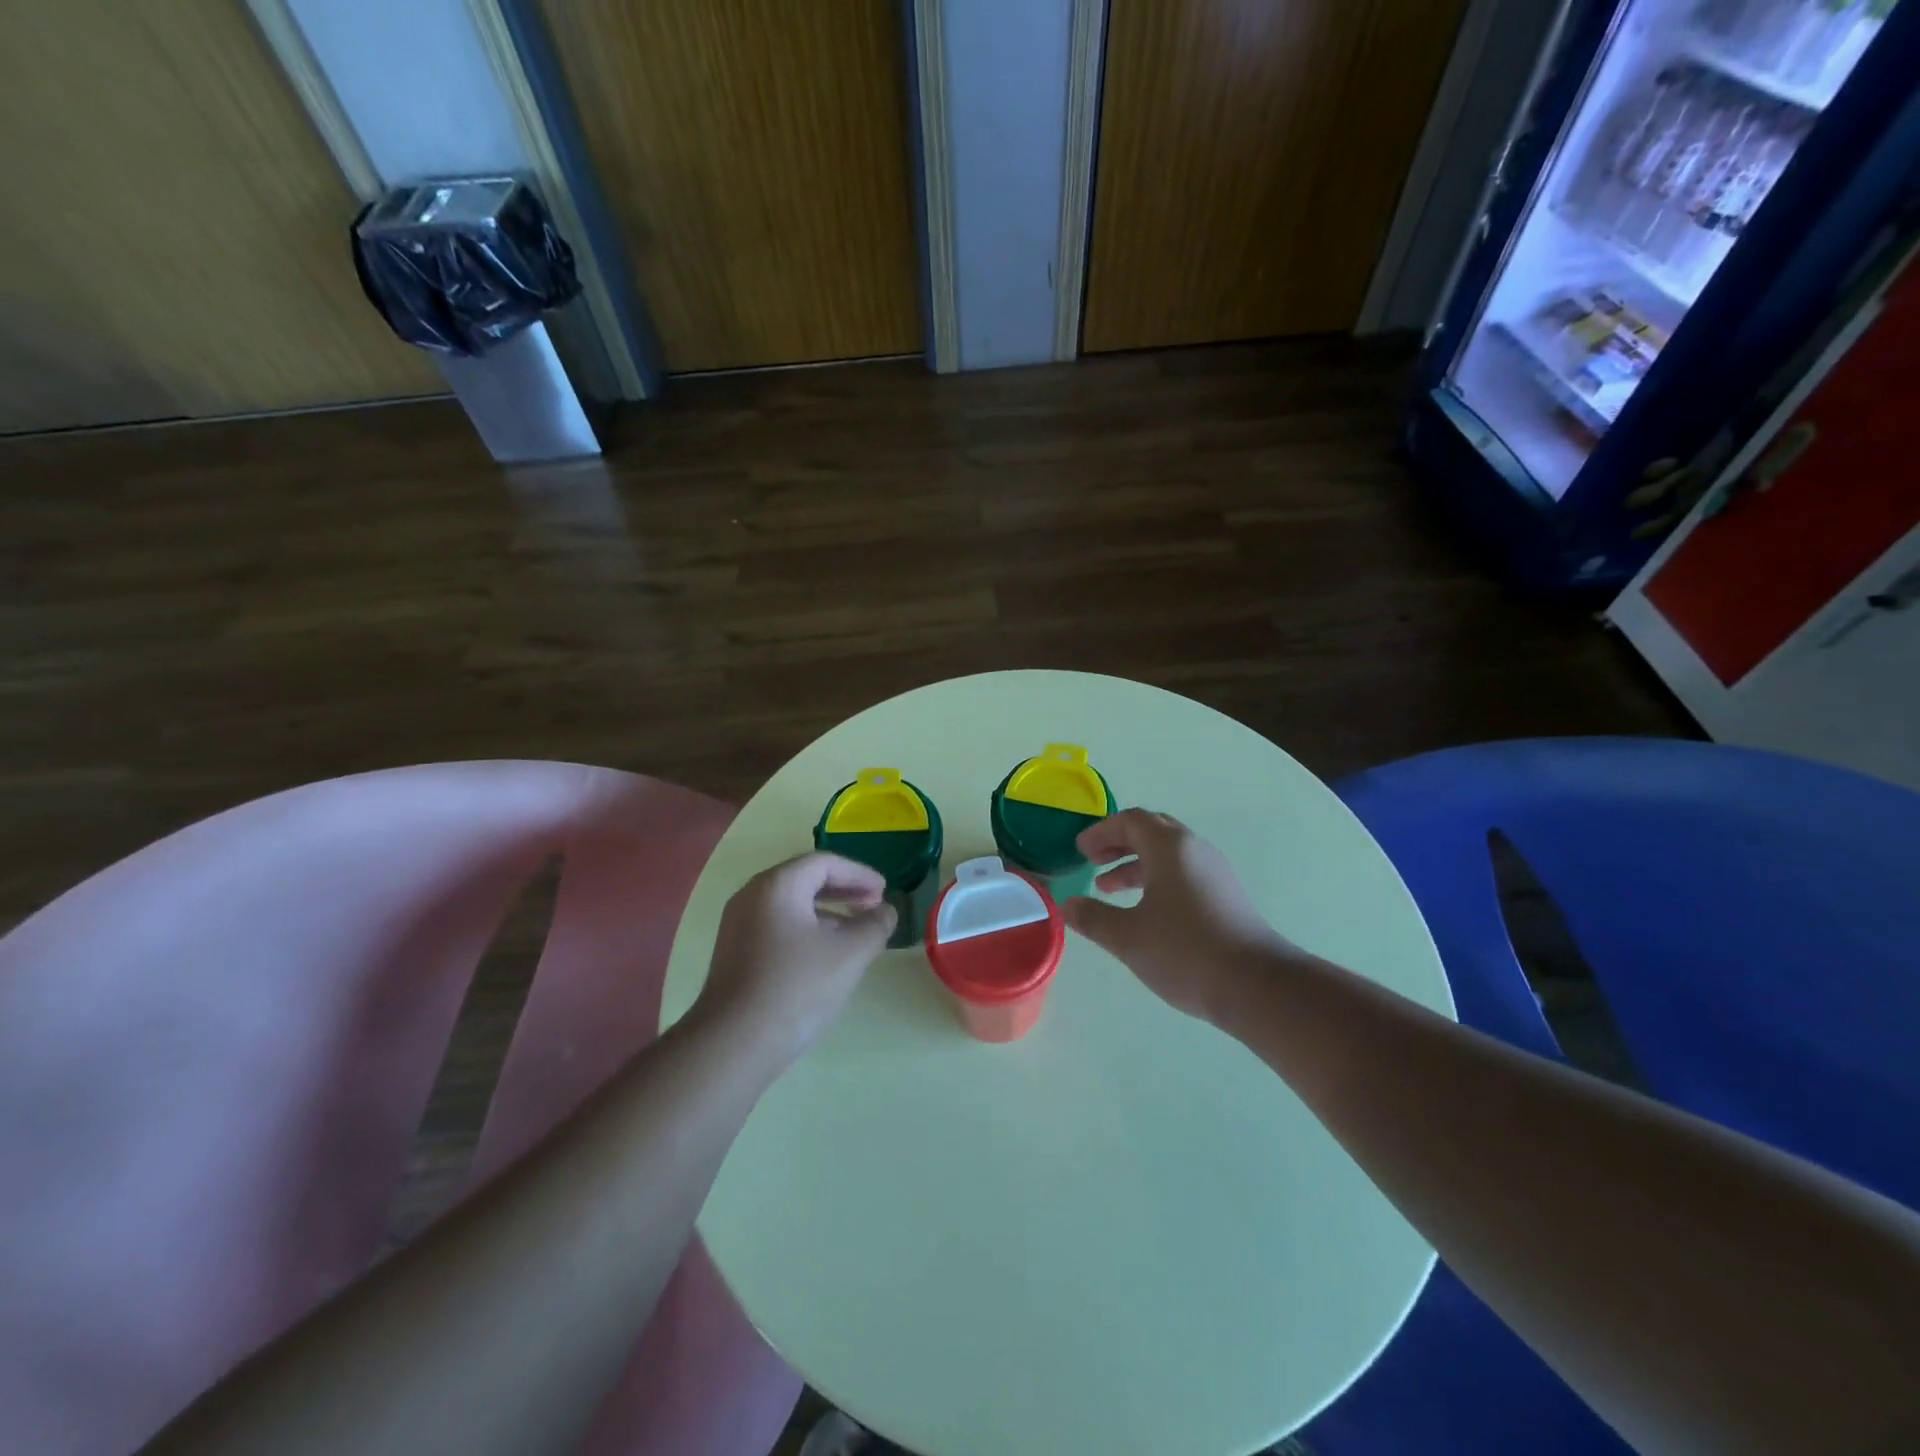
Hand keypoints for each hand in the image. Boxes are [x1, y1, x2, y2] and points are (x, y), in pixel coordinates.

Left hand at [692, 853, 896, 1069]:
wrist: (733, 1044)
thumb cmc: (796, 987)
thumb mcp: (849, 954)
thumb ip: (875, 926)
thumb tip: (886, 912)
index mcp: (778, 885)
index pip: (825, 863)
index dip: (859, 874)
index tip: (884, 890)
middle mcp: (752, 895)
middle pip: (805, 879)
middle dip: (844, 890)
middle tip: (873, 904)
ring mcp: (738, 924)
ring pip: (791, 904)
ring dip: (827, 911)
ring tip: (855, 932)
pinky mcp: (734, 952)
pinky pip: (777, 925)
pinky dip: (806, 928)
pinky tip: (824, 955)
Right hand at [1064, 809, 1288, 1022]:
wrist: (1257, 986)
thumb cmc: (1185, 952)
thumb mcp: (1128, 937)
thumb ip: (1093, 918)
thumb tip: (1067, 906)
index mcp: (1169, 848)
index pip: (1131, 820)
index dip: (1101, 831)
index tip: (1080, 850)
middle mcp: (1194, 850)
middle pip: (1151, 831)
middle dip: (1118, 843)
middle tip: (1093, 861)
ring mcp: (1214, 872)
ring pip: (1168, 854)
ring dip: (1136, 864)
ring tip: (1109, 888)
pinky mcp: (1225, 895)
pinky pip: (1183, 872)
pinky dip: (1156, 879)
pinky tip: (1145, 910)